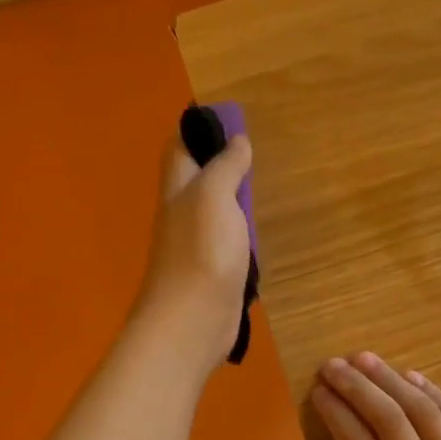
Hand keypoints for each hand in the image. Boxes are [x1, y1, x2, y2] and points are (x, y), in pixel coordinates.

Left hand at [133, 131, 251, 369]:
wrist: (192, 322)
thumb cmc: (202, 252)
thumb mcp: (214, 196)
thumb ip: (225, 167)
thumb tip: (237, 141)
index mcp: (177, 190)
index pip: (180, 148)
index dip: (197, 129)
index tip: (227, 118)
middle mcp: (182, 214)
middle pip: (197, 180)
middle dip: (220, 164)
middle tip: (254, 153)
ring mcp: (197, 246)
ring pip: (216, 213)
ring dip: (234, 201)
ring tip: (263, 188)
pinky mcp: (214, 273)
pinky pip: (229, 243)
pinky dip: (243, 234)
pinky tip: (260, 233)